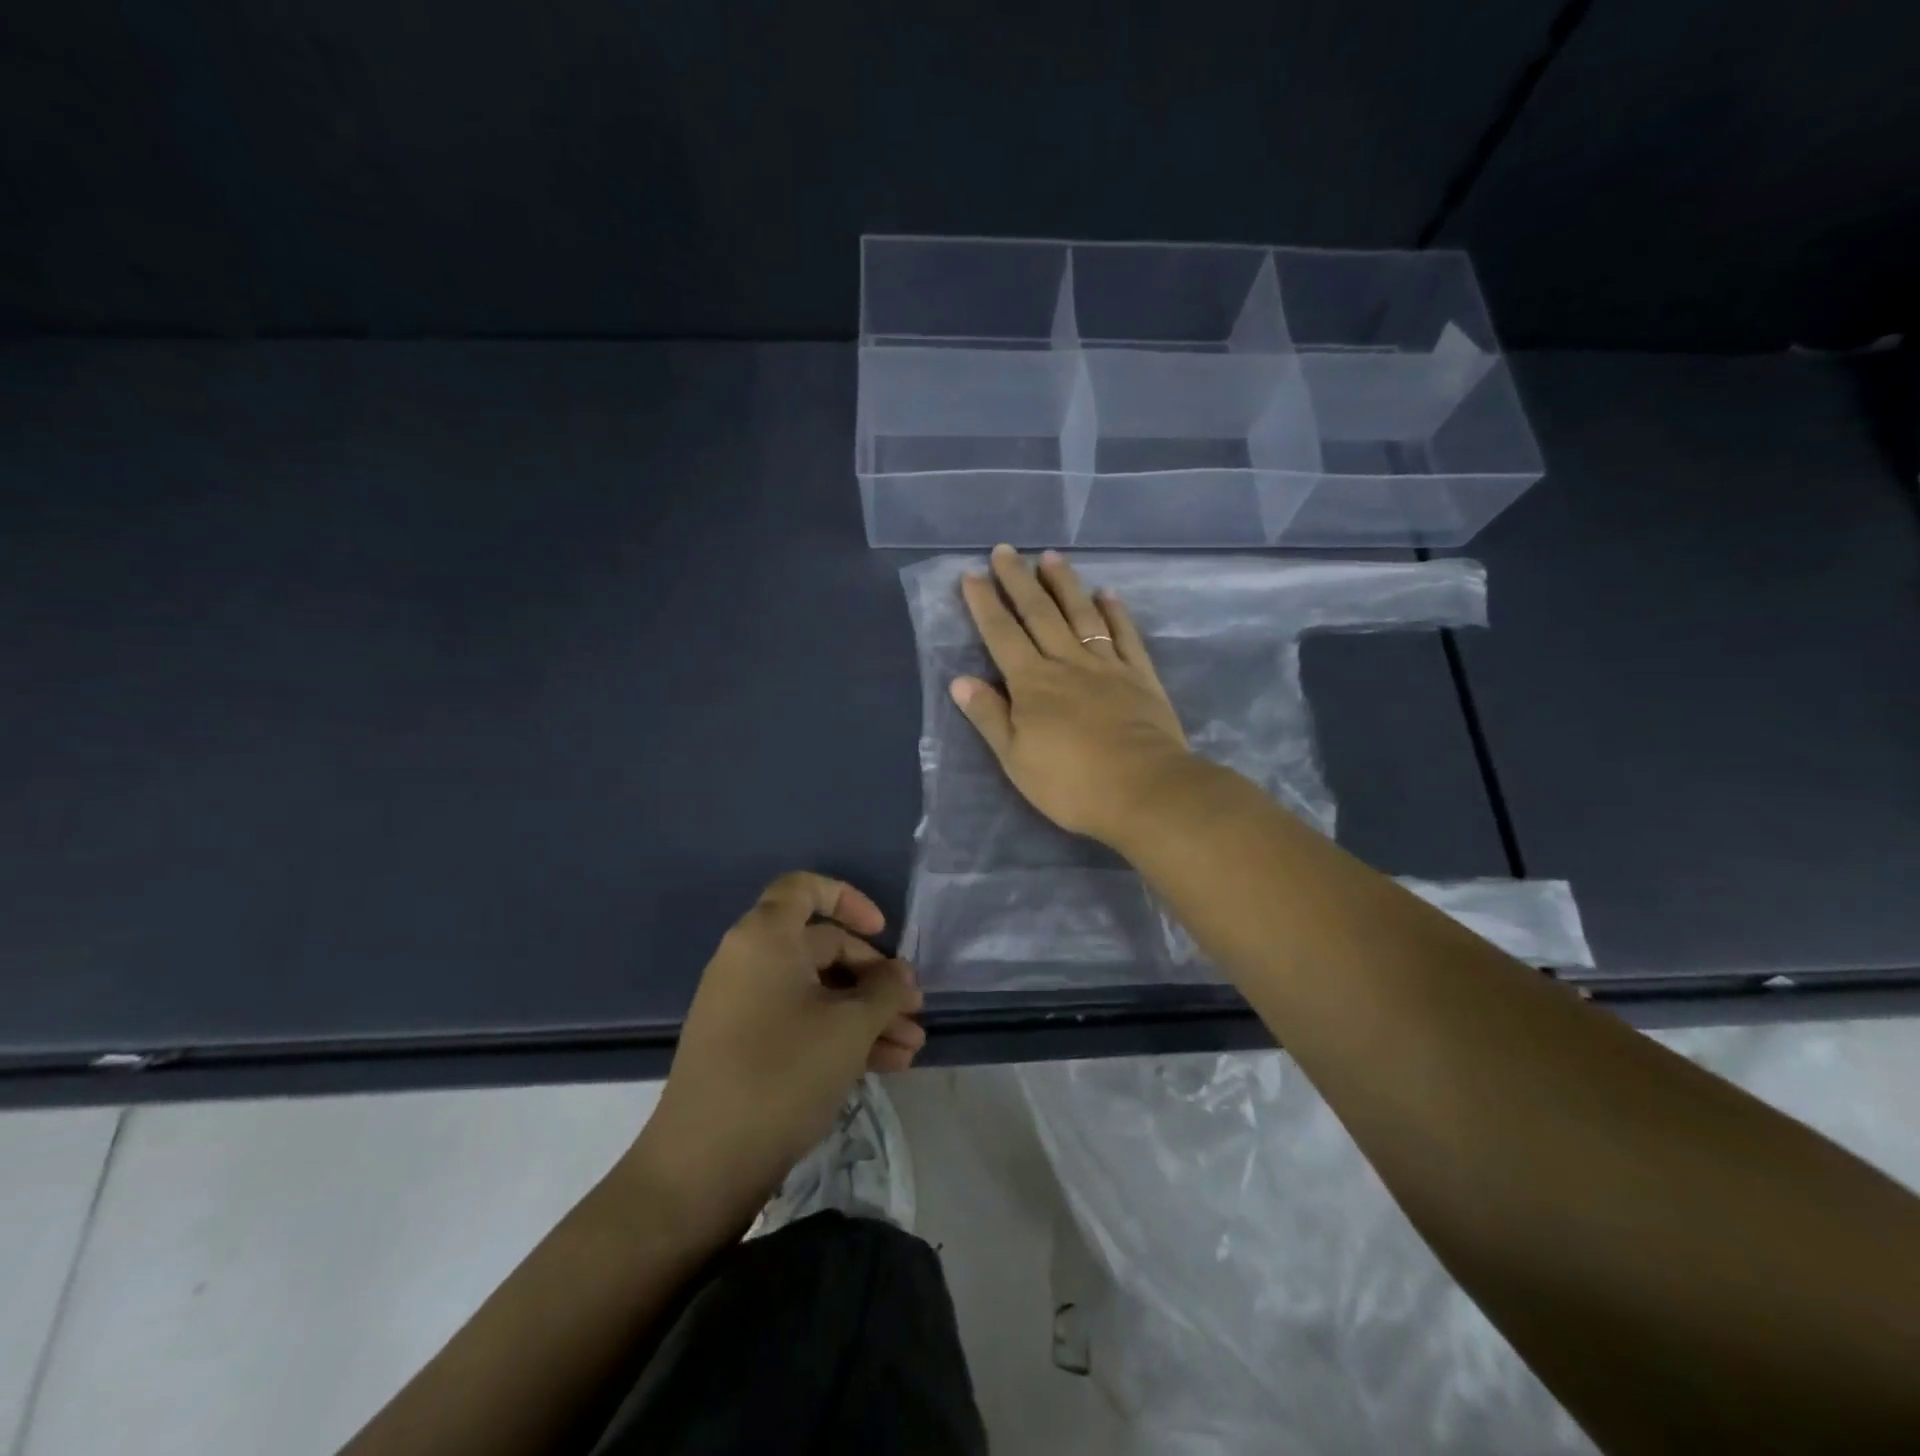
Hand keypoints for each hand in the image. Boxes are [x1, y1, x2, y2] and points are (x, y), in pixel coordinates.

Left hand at [631, 873, 924, 1229]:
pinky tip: (887, 1065)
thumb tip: (901, 974)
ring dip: (868, 1015)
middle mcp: (750, 962)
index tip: (882, 932)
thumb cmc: (782, 1073)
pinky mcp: (746, 1047)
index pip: (805, 889)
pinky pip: (802, 1023)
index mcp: (765, 938)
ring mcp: (745, 1007)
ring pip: (819, 992)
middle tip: (914, 1010)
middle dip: (875, 978)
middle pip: (823, 947)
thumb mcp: (849, 1027)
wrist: (703, 1166)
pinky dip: (841, 1036)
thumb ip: (885, 990)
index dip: (848, 899)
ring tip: (912, 1048)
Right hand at [950, 545, 1192, 846]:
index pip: (1002, 635)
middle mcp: (1067, 663)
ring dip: (1064, 584)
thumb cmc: (1071, 783)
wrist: (1144, 790)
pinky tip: (1107, 593)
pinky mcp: (1140, 676)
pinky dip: (1115, 612)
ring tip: (1051, 556)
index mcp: (1032, 684)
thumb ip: (989, 717)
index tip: (972, 575)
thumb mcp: (1016, 759)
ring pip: (1081, 615)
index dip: (985, 605)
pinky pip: (1124, 635)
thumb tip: (960, 680)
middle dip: (1019, 581)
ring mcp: (1107, 666)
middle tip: (1005, 550)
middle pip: (1039, 614)